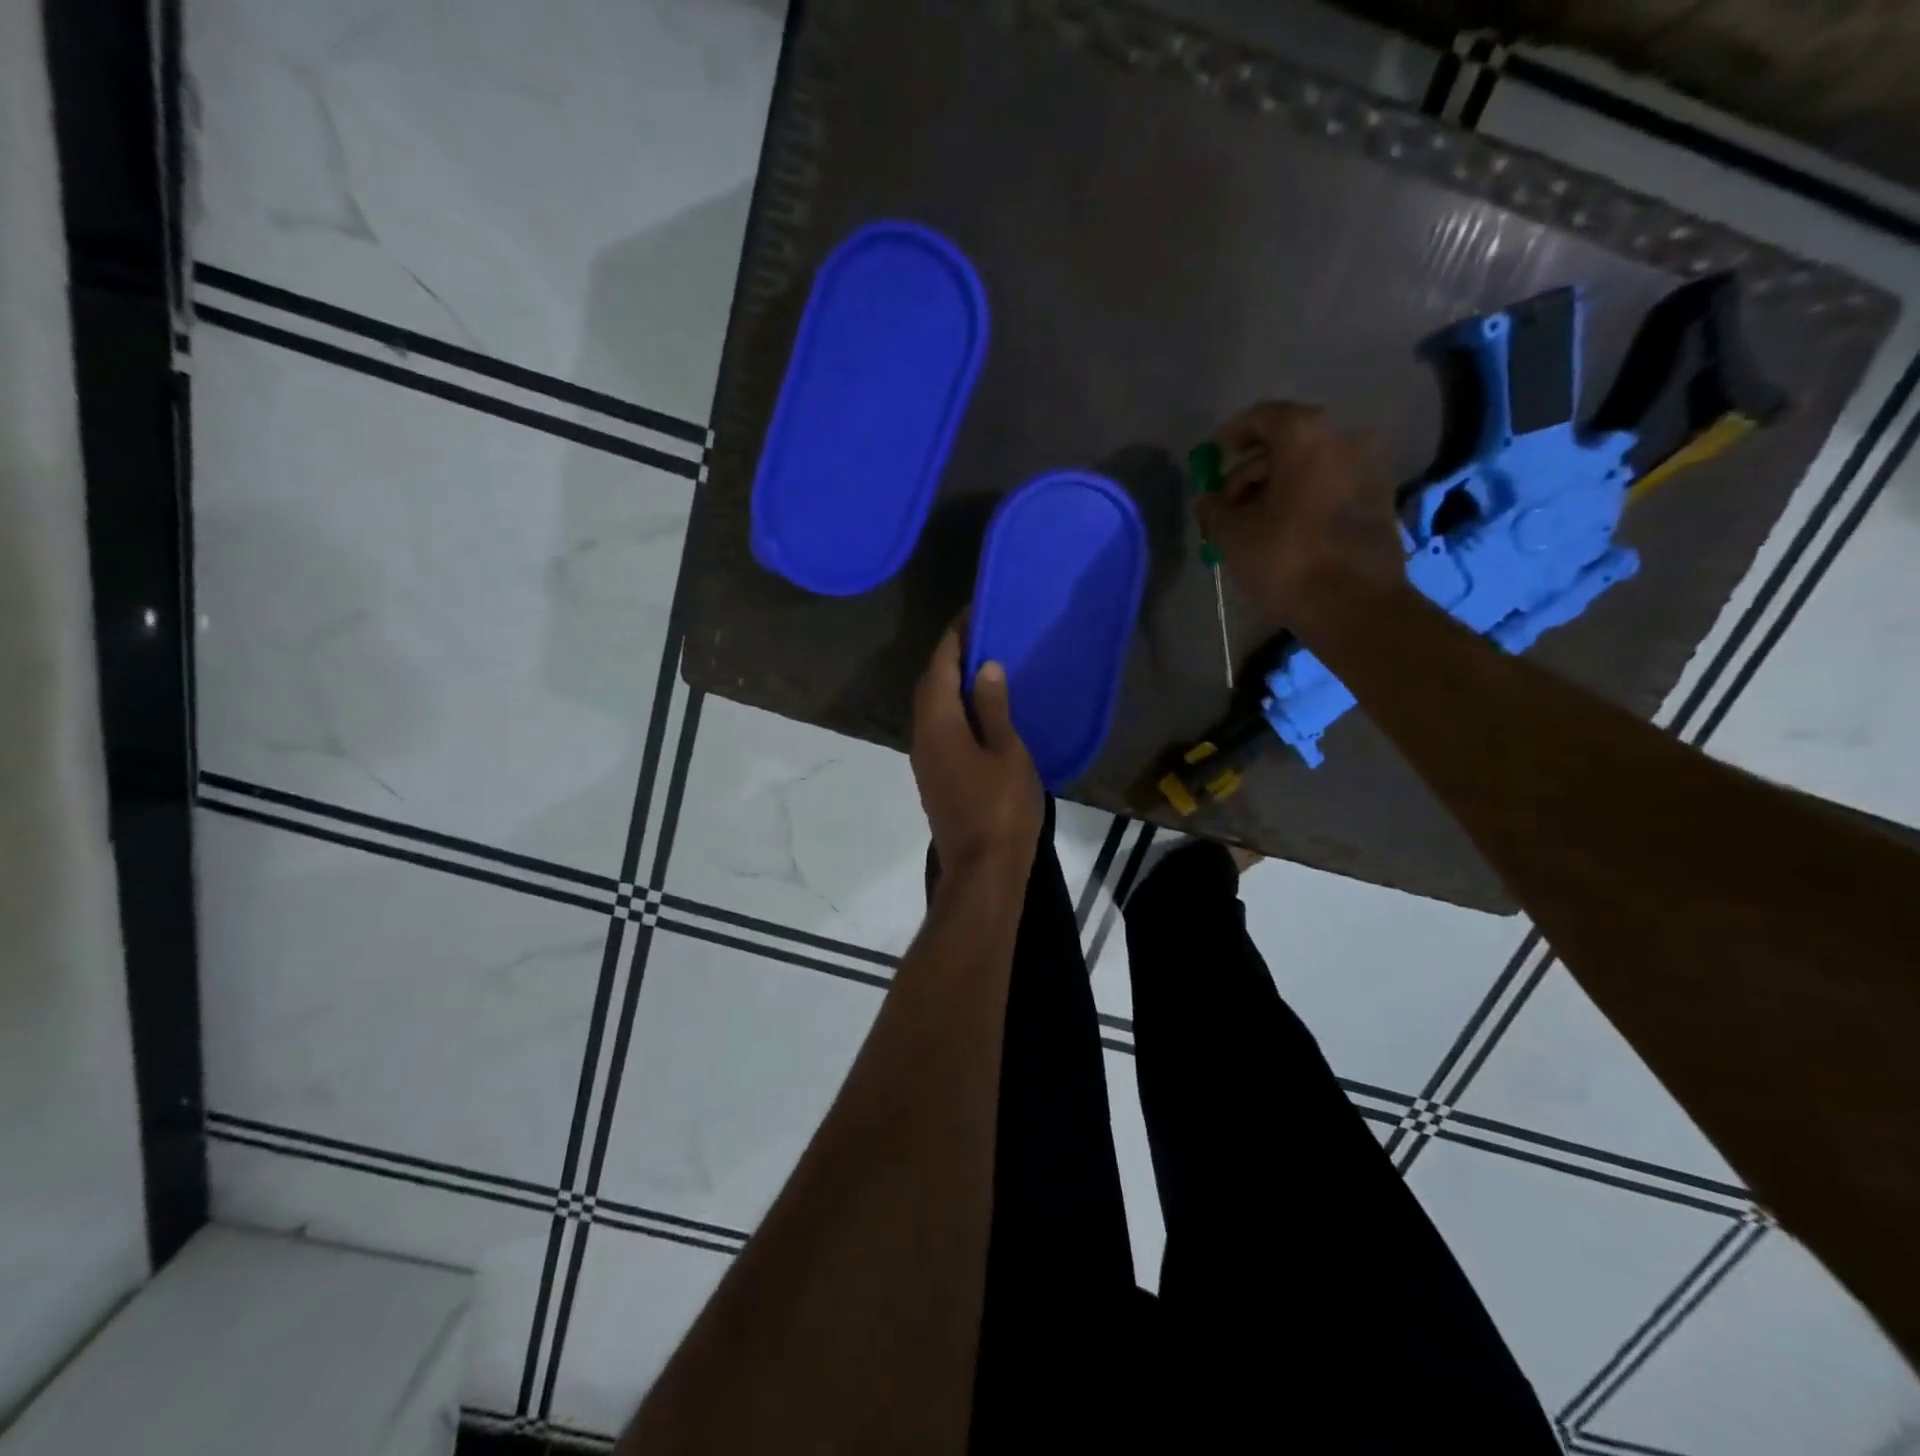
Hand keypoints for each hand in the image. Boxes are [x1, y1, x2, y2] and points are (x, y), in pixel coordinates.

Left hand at [910, 621, 1042, 881]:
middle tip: (979, 638)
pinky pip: (937, 729)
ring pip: (930, 710)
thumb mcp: (1007, 752)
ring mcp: (925, 761)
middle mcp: (922, 738)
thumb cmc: (1002, 808)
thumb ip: (994, 708)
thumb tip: (985, 667)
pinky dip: (953, 710)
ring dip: (949, 684)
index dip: (953, 639)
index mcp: (939, 725)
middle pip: (929, 687)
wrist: (982, 869)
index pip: (940, 668)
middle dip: (948, 658)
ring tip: (981, 668)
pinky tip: (977, 711)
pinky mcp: (933, 778)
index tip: (972, 615)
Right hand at [1199, 401, 1406, 636]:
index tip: (1213, 458)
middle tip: (1225, 504)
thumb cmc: (1286, 560)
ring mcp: (1368, 468)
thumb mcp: (1233, 535)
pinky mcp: (1378, 499)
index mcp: (1307, 437)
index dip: (1231, 435)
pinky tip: (1280, 530)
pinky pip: (1329, 486)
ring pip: (1309, 467)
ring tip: (1249, 525)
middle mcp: (1344, 439)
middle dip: (1251, 471)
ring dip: (1275, 488)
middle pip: (1287, 443)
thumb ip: (1213, 509)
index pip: (1263, 417)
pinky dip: (1302, 499)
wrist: (1354, 605)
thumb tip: (1207, 501)